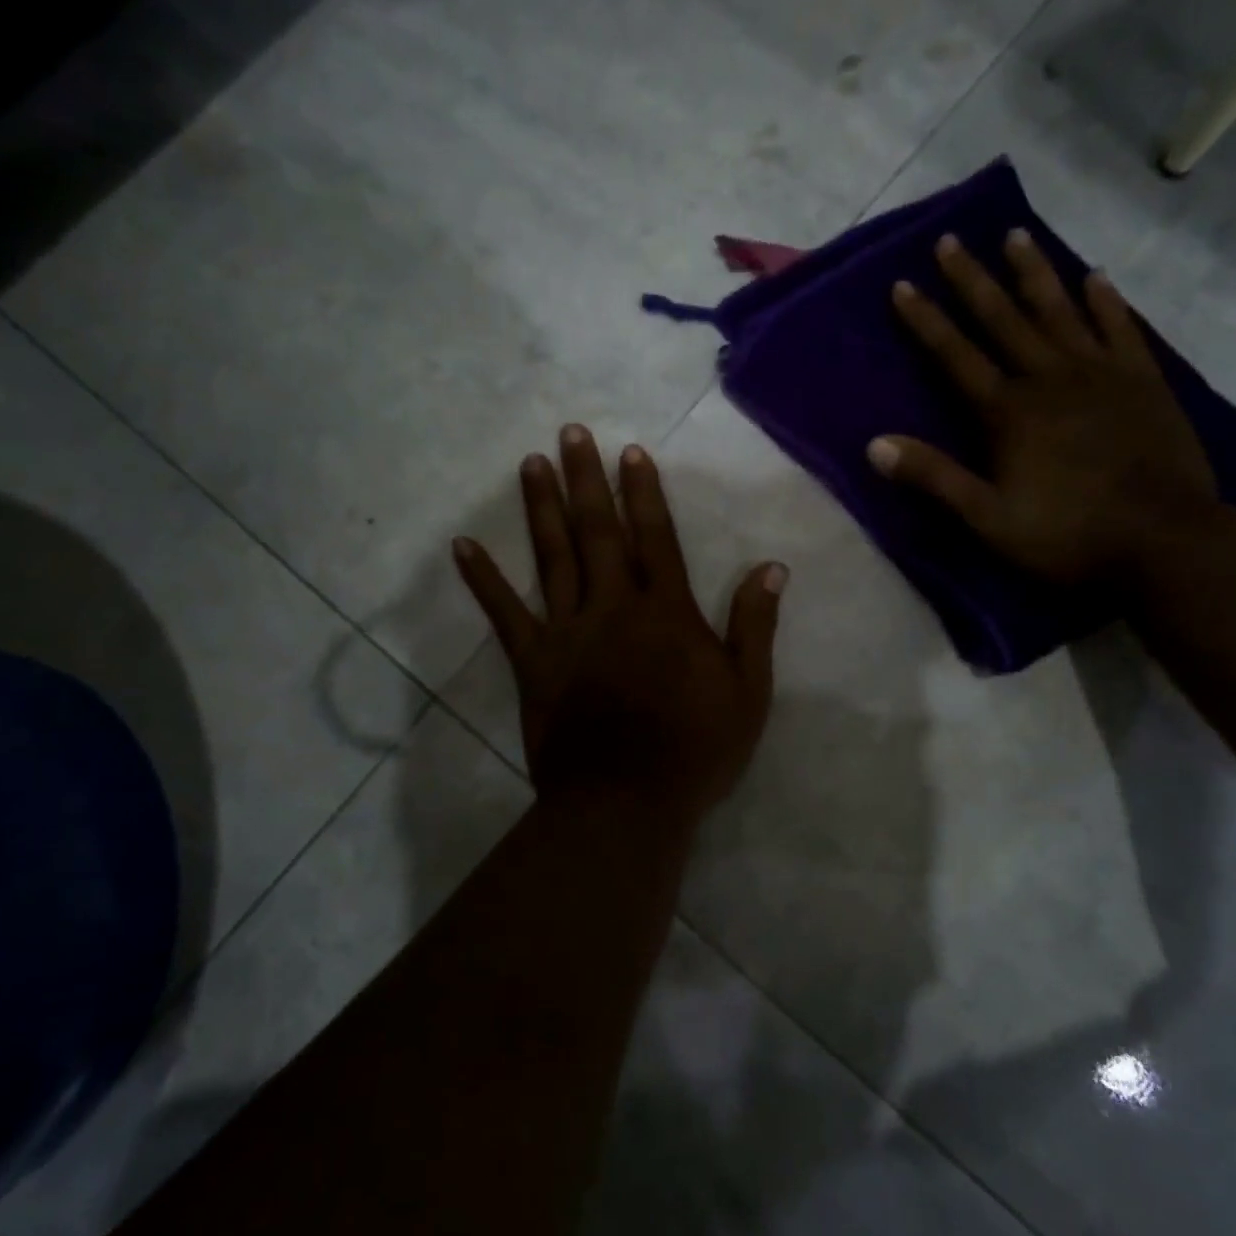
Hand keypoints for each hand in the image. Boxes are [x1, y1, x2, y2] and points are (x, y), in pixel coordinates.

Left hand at [453, 426, 786, 820]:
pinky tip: (464, 546)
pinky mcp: (533, 661)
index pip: (655, 538)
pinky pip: (504, 613)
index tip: (629, 452)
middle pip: (599, 532)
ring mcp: (567, 631)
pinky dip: (483, 579)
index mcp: (666, 612)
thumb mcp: (747, 691)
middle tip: (571, 434)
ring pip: (553, 558)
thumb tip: (771, 567)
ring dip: (542, 509)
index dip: (643, 493)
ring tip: (531, 464)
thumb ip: (755, 625)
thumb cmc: (695, 749)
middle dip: (586, 480)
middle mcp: (613, 606)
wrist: (626, 802)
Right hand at [869, 229, 1217, 584]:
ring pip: (1060, 311)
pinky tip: (1095, 276)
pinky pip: (1120, 328)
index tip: (903, 285)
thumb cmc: (1066, 535)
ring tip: (1015, 235)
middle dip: (972, 280)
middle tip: (950, 240)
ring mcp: (1101, 374)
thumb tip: (874, 445)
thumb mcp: (987, 518)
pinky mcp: (1144, 381)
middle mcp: (1049, 378)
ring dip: (1034, 273)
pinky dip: (1106, 301)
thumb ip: (934, 477)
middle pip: (1003, 319)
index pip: (955, 356)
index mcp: (1008, 412)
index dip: (926, 321)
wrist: (1165, 541)